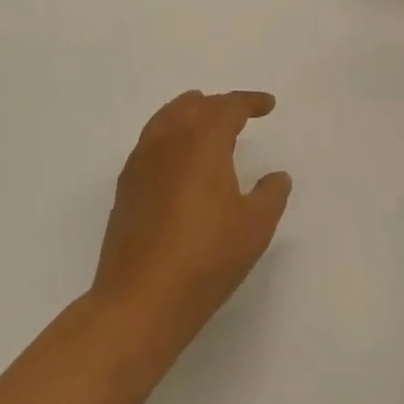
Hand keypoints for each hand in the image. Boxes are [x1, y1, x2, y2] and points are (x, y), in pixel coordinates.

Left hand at [90, 91, 292, 355]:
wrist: (140, 301)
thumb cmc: (206, 258)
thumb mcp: (255, 227)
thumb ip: (271, 195)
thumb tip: (277, 176)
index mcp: (202, 141)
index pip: (227, 107)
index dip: (250, 102)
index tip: (268, 105)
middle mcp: (168, 142)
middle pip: (192, 107)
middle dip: (218, 105)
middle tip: (239, 114)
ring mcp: (141, 164)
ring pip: (165, 120)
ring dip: (189, 114)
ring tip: (205, 123)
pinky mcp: (126, 189)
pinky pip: (150, 143)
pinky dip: (169, 137)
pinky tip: (178, 161)